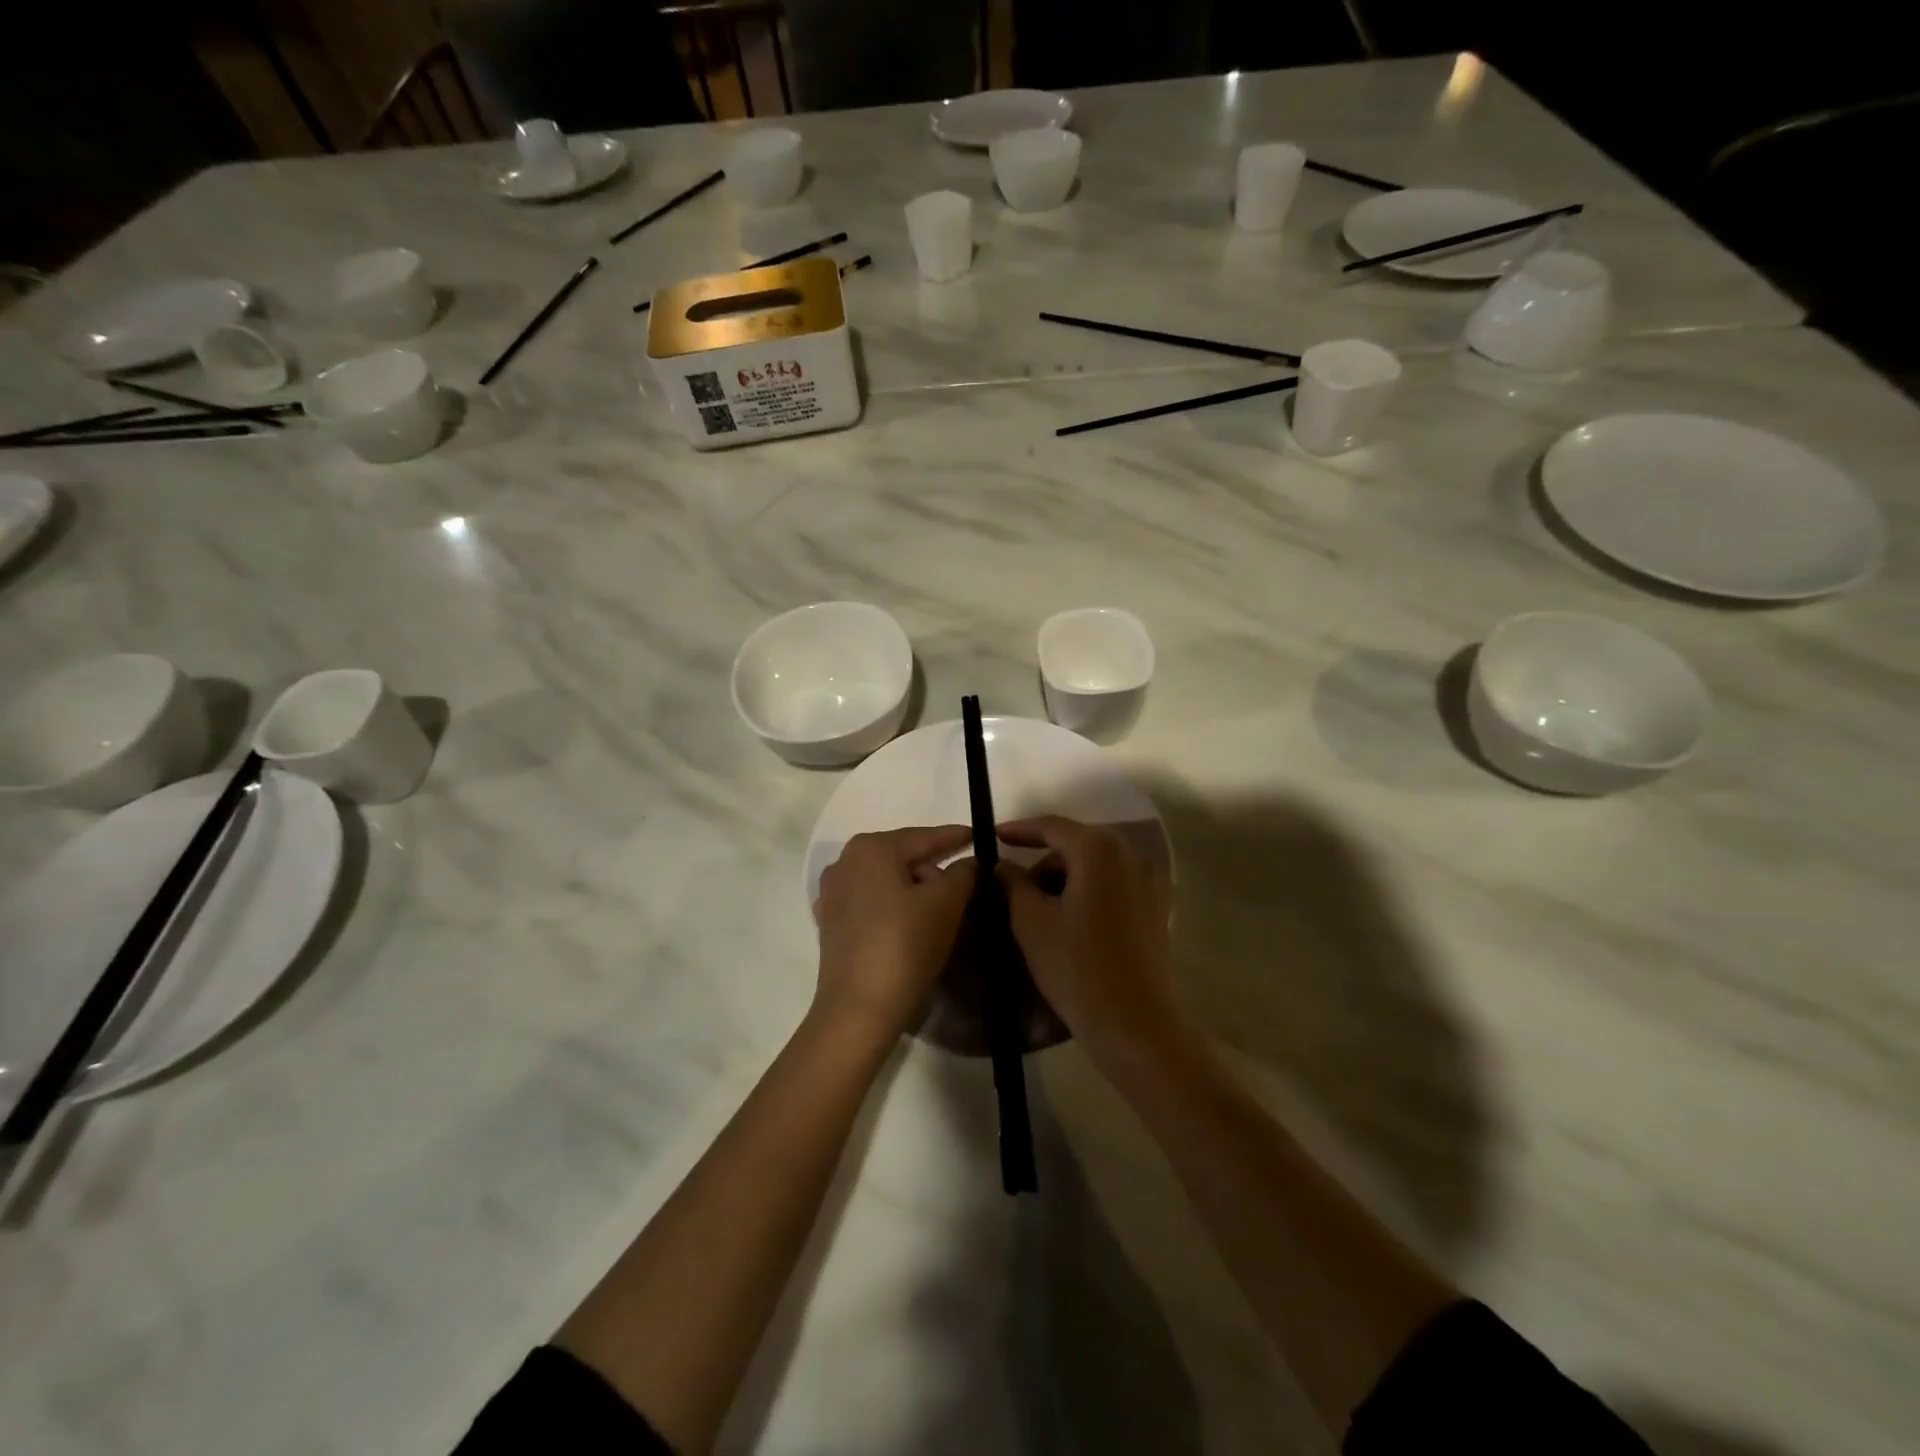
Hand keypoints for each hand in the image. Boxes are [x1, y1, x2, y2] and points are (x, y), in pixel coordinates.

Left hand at [814, 826, 975, 1043]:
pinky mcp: (832, 925)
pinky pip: (873, 905)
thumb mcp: (946, 903)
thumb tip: (970, 862)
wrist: (858, 1011)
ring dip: (916, 891)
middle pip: (904, 857)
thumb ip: (964, 873)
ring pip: (888, 882)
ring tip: (945, 909)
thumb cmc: (904, 946)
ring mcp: (834, 895)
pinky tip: (912, 925)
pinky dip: (895, 908)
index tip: (979, 837)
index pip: (925, 837)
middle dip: (936, 869)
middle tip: (968, 886)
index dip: (956, 837)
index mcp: (872, 848)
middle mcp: (845, 862)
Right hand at [996, 816, 1178, 1066]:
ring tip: (1039, 910)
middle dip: (1043, 861)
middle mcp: (1130, 855)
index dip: (1019, 830)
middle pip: (1076, 845)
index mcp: (1099, 850)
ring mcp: (1149, 882)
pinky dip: (1088, 892)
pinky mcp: (1156, 908)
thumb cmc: (1076, 967)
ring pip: (1095, 867)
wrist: (1134, 1024)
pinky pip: (1113, 886)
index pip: (1052, 827)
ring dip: (1065, 879)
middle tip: (1013, 886)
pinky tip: (1069, 921)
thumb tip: (1002, 865)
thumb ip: (1012, 883)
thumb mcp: (1031, 922)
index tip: (993, 836)